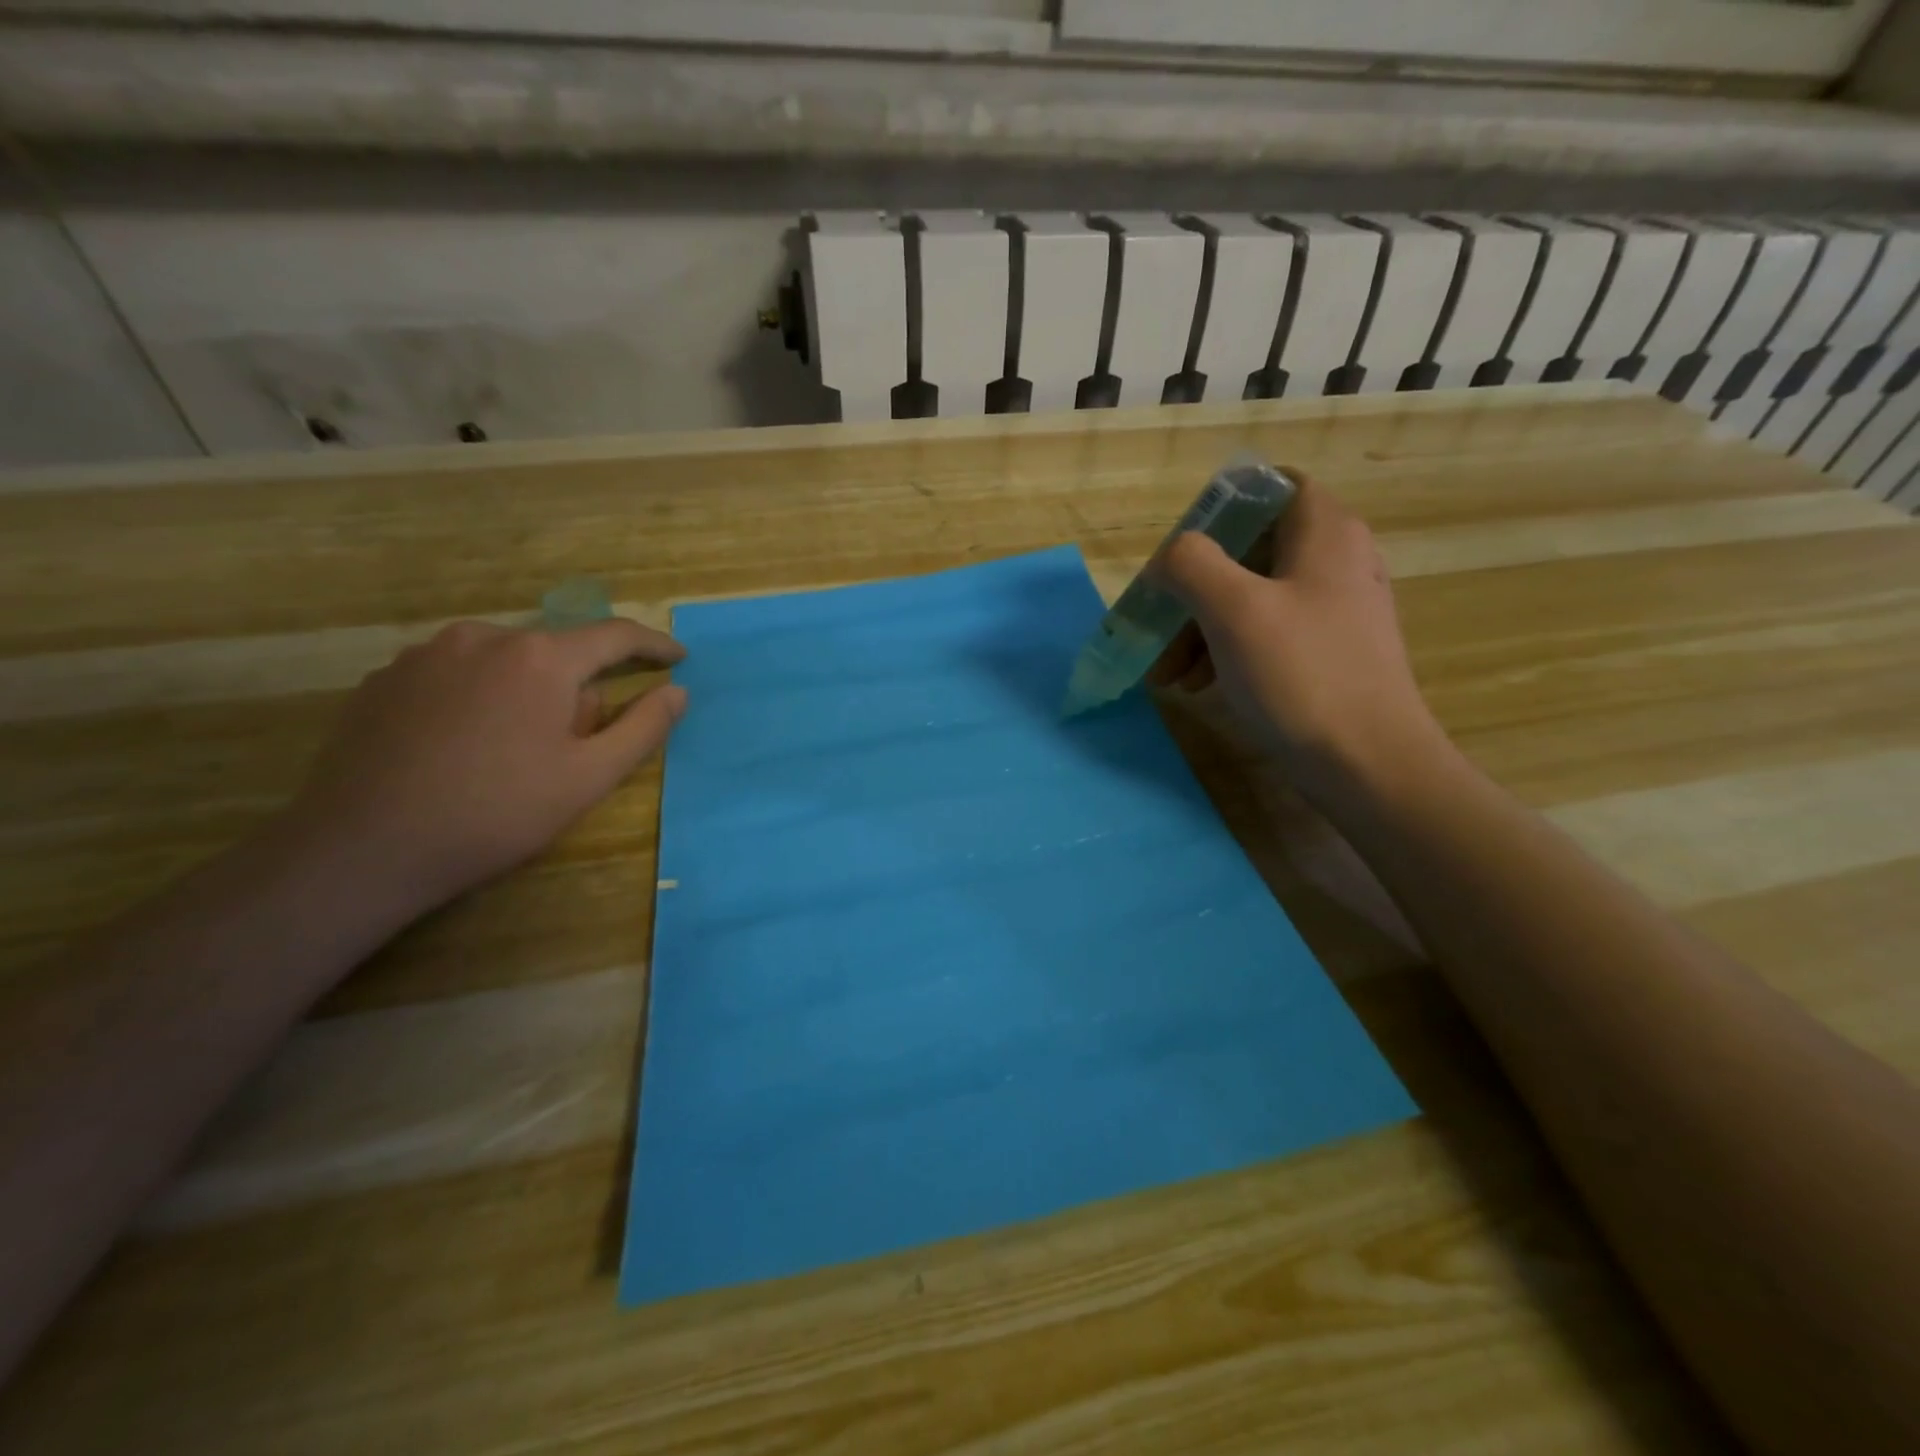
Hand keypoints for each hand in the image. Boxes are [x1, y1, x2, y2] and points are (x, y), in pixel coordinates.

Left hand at [286, 618, 687, 913]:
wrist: (363, 848)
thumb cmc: (497, 812)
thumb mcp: (589, 777)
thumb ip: (643, 727)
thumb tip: (677, 691)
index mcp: (541, 658)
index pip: (615, 636)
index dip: (654, 645)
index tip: (678, 658)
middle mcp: (484, 637)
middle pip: (557, 652)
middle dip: (578, 688)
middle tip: (574, 746)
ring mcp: (425, 654)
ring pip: (504, 662)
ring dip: (526, 692)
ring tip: (513, 751)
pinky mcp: (384, 678)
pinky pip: (456, 675)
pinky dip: (478, 698)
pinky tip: (463, 748)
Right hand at [1150, 474, 1443, 803]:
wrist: (1368, 763)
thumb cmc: (1302, 674)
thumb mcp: (1234, 609)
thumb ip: (1191, 564)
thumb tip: (1170, 558)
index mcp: (1324, 532)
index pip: (1269, 487)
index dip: (1219, 509)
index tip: (1180, 553)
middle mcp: (1336, 560)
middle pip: (1249, 550)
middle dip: (1194, 588)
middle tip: (1157, 626)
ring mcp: (1334, 609)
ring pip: (1252, 597)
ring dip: (1201, 627)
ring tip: (1167, 673)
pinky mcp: (1328, 652)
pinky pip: (1266, 634)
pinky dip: (1227, 650)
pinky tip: (1199, 685)